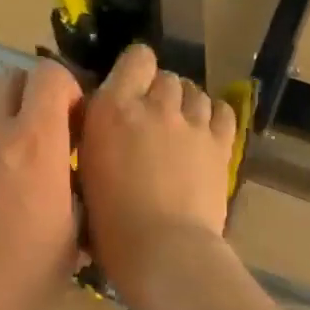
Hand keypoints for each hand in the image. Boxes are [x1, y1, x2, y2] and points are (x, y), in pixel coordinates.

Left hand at [0, 61, 81, 309]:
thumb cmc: (26, 274)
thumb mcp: (75, 232)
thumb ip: (77, 185)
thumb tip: (74, 168)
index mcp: (36, 143)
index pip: (49, 75)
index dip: (66, 87)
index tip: (73, 116)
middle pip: (8, 75)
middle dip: (30, 92)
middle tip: (40, 125)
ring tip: (2, 137)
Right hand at [78, 44, 237, 301]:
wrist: (164, 249)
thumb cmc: (111, 227)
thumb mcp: (86, 174)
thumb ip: (97, 137)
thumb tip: (105, 127)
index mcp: (113, 109)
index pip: (135, 59)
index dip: (136, 70)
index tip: (131, 91)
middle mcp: (155, 106)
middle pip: (167, 77)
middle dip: (161, 93)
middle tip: (154, 121)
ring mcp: (193, 123)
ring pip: (195, 92)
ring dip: (187, 104)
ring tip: (182, 128)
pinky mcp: (221, 144)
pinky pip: (223, 112)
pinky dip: (215, 116)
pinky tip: (207, 132)